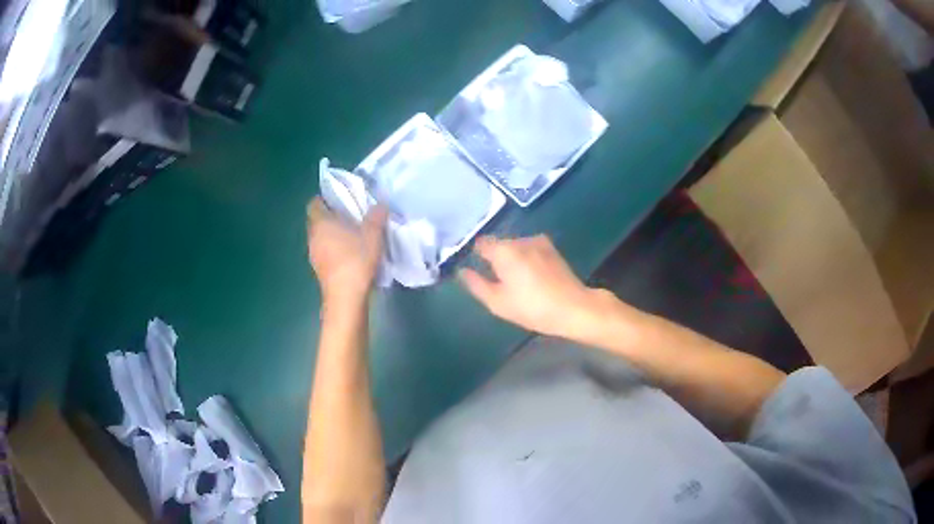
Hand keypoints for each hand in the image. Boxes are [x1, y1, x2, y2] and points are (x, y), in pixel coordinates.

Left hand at [307, 197, 387, 304]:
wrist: (346, 298)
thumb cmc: (356, 260)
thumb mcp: (373, 235)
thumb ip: (376, 217)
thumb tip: (380, 204)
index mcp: (321, 223)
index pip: (314, 204)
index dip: (325, 199)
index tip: (341, 199)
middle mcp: (313, 237)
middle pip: (317, 221)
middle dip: (331, 216)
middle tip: (351, 215)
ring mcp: (314, 255)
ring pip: (321, 237)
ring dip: (333, 235)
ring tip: (353, 235)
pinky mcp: (319, 270)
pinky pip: (325, 252)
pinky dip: (334, 249)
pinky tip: (350, 254)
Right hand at [459, 235, 608, 339]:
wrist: (573, 308)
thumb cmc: (532, 308)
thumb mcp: (498, 302)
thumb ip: (476, 284)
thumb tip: (462, 271)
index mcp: (504, 250)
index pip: (480, 244)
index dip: (475, 256)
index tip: (476, 270)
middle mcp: (520, 239)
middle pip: (499, 244)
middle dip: (495, 259)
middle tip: (497, 282)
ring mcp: (539, 242)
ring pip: (516, 247)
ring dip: (512, 259)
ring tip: (516, 282)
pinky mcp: (552, 249)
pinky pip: (530, 250)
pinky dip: (526, 259)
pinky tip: (531, 277)